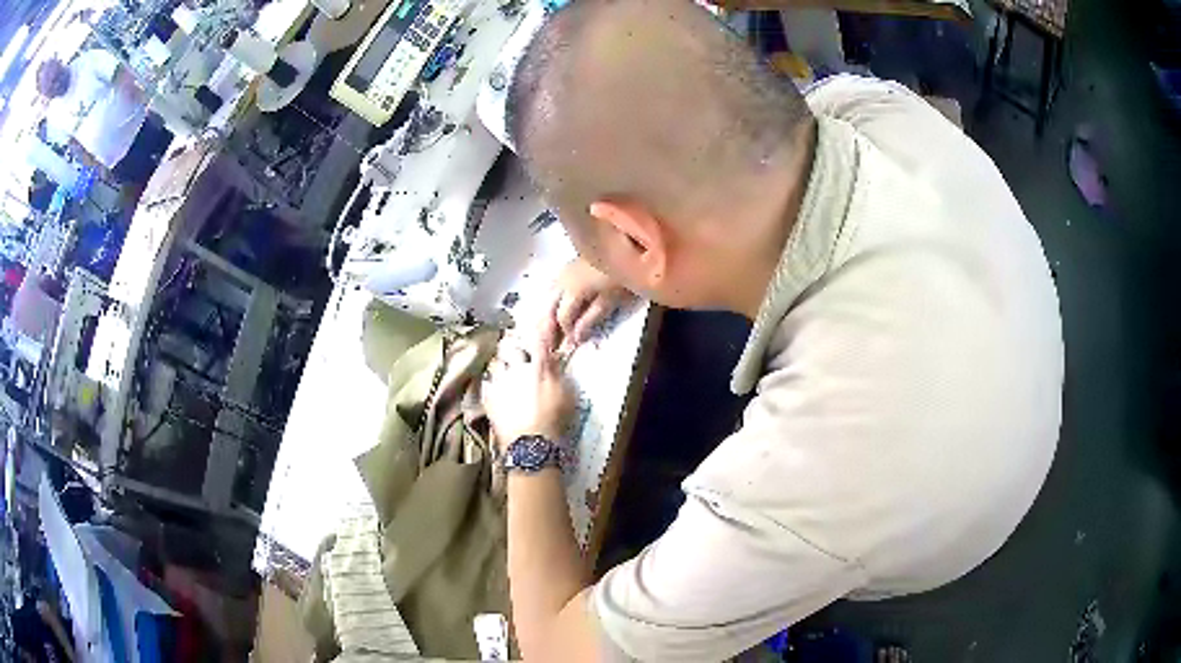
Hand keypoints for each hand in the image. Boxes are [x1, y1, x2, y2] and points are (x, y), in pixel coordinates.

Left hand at [483, 334, 575, 451]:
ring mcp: (500, 382)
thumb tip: (553, 358)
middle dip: (512, 343)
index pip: (538, 337)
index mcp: (540, 366)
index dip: (537, 326)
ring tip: (502, 364)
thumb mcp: (567, 394)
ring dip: (499, 361)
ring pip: (495, 362)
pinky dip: (489, 380)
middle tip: (514, 344)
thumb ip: (558, 373)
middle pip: (510, 346)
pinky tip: (492, 384)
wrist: (531, 445)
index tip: (538, 319)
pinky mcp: (489, 398)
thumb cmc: (555, 420)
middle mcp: (517, 368)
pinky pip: (486, 382)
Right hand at [541, 259, 635, 355]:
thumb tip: (576, 338)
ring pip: (547, 297)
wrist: (626, 245)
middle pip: (548, 308)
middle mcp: (562, 281)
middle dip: (548, 328)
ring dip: (547, 315)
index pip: (562, 317)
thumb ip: (591, 318)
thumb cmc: (621, 275)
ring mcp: (564, 272)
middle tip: (551, 346)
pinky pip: (552, 288)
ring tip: (551, 331)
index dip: (566, 333)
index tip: (572, 345)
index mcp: (572, 290)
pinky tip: (555, 308)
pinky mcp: (568, 267)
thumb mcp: (611, 299)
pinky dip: (551, 302)